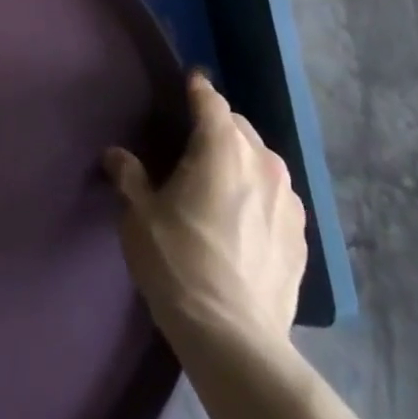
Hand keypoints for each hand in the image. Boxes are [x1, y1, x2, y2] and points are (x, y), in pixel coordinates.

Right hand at [103, 71, 306, 347]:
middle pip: (239, 127)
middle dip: (218, 126)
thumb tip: (116, 155)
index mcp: (222, 147)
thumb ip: (129, 176)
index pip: (210, 101)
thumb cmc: (178, 262)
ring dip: (242, 160)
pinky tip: (243, 218)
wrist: (234, 338)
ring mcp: (289, 201)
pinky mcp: (301, 237)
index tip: (189, 80)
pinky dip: (259, 194)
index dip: (197, 88)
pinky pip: (277, 197)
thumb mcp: (140, 215)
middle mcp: (262, 162)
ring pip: (262, 161)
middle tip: (193, 141)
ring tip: (220, 179)